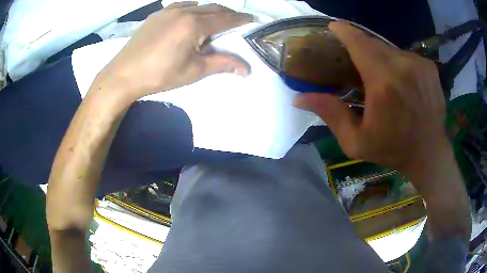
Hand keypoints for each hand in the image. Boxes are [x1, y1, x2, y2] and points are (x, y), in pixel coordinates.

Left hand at [95, 2, 251, 100]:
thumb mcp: (193, 71)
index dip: (241, 19)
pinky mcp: (156, 15)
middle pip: (213, 8)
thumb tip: (246, 69)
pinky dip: (192, 8)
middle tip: (236, 21)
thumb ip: (221, 64)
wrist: (123, 75)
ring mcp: (168, 11)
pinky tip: (190, 16)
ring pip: (197, 5)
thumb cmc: (159, 75)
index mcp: (194, 25)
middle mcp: (183, 12)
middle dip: (227, 14)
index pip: (225, 19)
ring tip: (213, 21)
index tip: (251, 19)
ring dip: (210, 11)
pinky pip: (180, 5)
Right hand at [293, 21, 447, 172]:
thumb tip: (298, 98)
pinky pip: (405, 56)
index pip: (359, 43)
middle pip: (374, 44)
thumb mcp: (356, 141)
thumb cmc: (393, 150)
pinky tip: (401, 81)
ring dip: (380, 58)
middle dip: (361, 48)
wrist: (429, 153)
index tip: (334, 27)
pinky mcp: (429, 67)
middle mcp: (402, 66)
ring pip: (390, 49)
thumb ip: (330, 114)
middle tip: (356, 62)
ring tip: (380, 77)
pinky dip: (398, 63)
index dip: (344, 31)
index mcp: (383, 84)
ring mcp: (419, 64)